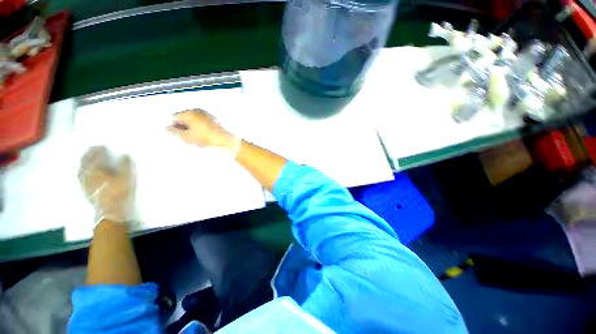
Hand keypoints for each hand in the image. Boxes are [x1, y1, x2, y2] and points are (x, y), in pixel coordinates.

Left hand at [78, 146, 133, 223]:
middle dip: (88, 155)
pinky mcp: (86, 191)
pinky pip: (81, 178)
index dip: (98, 151)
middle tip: (92, 149)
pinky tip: (84, 173)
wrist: (110, 212)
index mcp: (97, 171)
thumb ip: (125, 166)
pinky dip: (82, 172)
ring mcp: (85, 184)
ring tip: (87, 158)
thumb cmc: (119, 193)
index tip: (101, 145)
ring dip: (83, 163)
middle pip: (85, 163)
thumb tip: (124, 155)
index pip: (96, 157)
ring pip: (81, 170)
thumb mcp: (127, 178)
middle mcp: (87, 176)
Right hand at [166, 109, 239, 154]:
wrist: (225, 139)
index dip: (176, 127)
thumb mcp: (187, 137)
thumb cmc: (205, 138)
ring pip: (194, 119)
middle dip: (184, 126)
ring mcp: (206, 113)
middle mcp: (197, 110)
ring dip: (193, 126)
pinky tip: (206, 134)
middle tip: (190, 137)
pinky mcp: (214, 118)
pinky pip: (202, 121)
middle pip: (185, 117)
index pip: (175, 117)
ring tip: (199, 137)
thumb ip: (174, 132)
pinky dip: (201, 126)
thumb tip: (166, 127)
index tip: (183, 136)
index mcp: (189, 113)